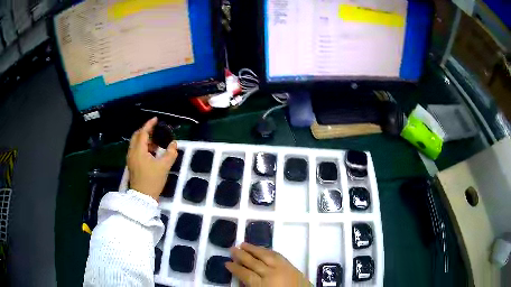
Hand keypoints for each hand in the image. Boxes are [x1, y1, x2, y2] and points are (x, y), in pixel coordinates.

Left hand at [127, 117, 177, 199]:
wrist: (143, 197)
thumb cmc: (153, 180)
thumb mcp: (164, 166)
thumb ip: (170, 153)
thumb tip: (174, 143)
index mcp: (138, 151)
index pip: (143, 133)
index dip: (149, 125)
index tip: (156, 119)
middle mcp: (132, 152)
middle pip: (137, 136)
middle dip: (145, 131)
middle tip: (156, 130)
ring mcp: (130, 159)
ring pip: (136, 143)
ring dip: (144, 139)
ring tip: (156, 141)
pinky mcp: (132, 165)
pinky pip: (136, 150)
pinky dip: (143, 147)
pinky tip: (152, 152)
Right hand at [226, 243, 310, 286]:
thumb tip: (242, 279)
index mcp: (263, 285)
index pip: (245, 274)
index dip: (235, 268)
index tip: (226, 263)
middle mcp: (272, 274)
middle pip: (254, 262)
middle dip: (241, 255)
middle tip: (232, 248)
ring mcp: (283, 268)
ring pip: (266, 255)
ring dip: (254, 249)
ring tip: (244, 244)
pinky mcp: (292, 266)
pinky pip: (278, 255)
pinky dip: (269, 251)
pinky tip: (264, 249)